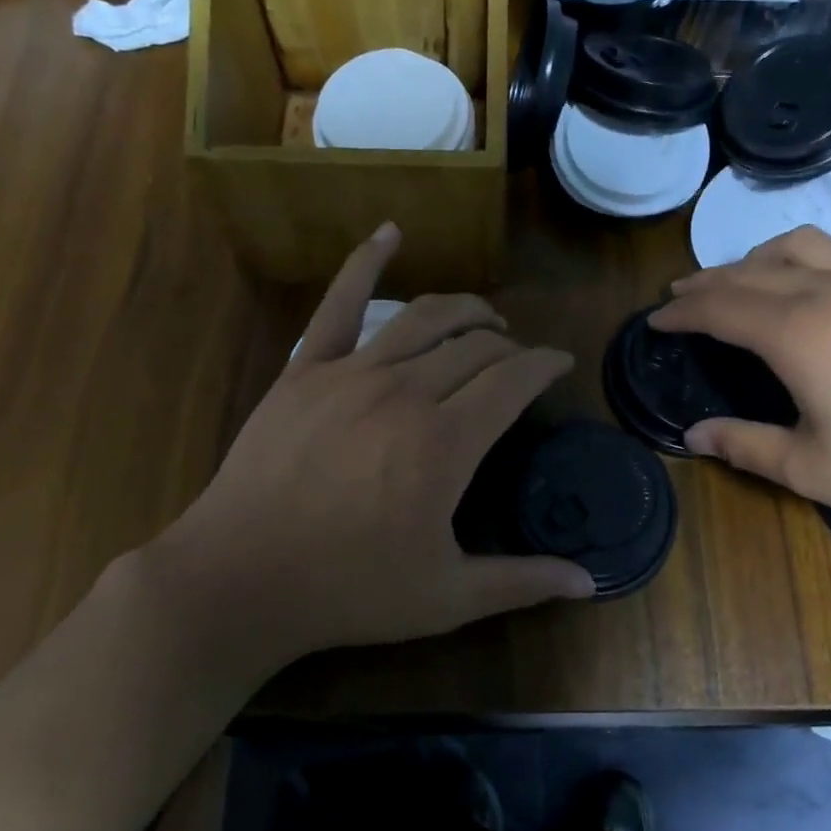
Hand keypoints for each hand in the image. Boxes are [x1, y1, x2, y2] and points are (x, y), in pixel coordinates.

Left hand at [146, 224, 593, 668]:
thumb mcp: (447, 596)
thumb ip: (521, 581)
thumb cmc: (349, 590)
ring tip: (486, 318)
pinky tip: (389, 233)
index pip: (513, 379)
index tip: (560, 365)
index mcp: (446, 442)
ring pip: (424, 318)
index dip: (545, 365)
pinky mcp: (305, 370)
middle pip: (475, 346)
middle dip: (509, 346)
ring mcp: (351, 372)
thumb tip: (591, 584)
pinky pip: (339, 303)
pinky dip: (366, 261)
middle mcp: (406, 391)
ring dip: (466, 310)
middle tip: (520, 359)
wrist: (239, 579)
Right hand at [650, 228, 830, 532]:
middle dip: (709, 280)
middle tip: (683, 294)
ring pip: (808, 246)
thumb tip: (692, 436)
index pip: (719, 307)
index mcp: (797, 333)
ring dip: (763, 256)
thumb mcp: (811, 469)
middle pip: (753, 270)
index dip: (681, 311)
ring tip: (747, 274)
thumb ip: (744, 446)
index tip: (656, 319)